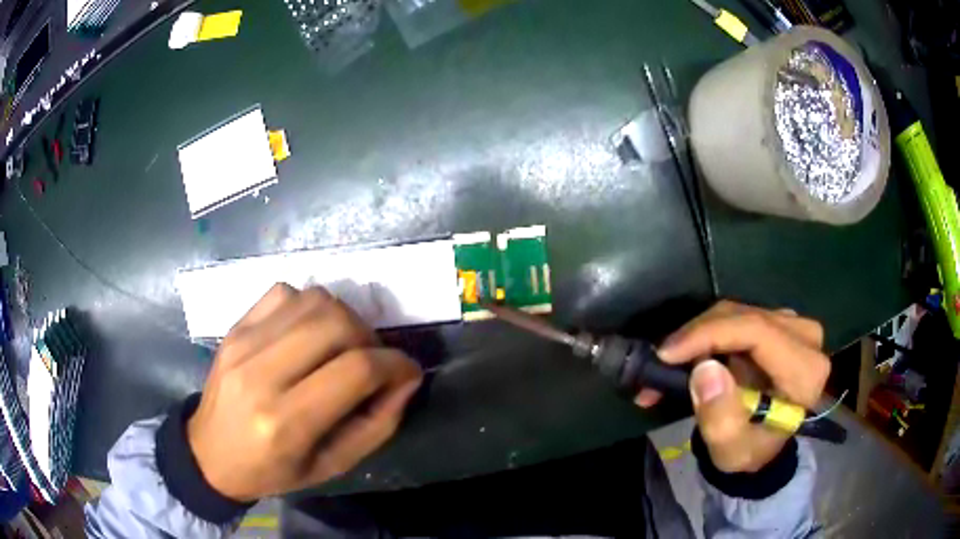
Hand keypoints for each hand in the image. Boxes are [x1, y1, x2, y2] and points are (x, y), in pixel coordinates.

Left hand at [187, 284, 422, 501]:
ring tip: (343, 345)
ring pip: (313, 300)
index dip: (395, 364)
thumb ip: (377, 424)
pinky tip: (308, 333)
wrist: (210, 453)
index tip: (406, 371)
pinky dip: (309, 306)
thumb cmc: (274, 470)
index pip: (355, 370)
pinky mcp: (234, 327)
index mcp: (285, 422)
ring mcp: (243, 343)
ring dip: (343, 318)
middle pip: (336, 323)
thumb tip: (406, 378)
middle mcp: (261, 374)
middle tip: (373, 359)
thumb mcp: (332, 465)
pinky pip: (284, 293)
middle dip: (370, 337)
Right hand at [635, 300, 828, 472]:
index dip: (710, 334)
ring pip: (737, 313)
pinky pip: (737, 317)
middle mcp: (806, 339)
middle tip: (660, 363)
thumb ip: (720, 417)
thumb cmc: (750, 451)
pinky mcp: (779, 323)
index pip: (758, 332)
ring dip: (699, 336)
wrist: (764, 445)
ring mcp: (794, 326)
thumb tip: (705, 368)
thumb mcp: (732, 449)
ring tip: (667, 365)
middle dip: (697, 336)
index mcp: (805, 372)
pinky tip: (686, 355)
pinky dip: (707, 334)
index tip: (667, 353)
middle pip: (745, 318)